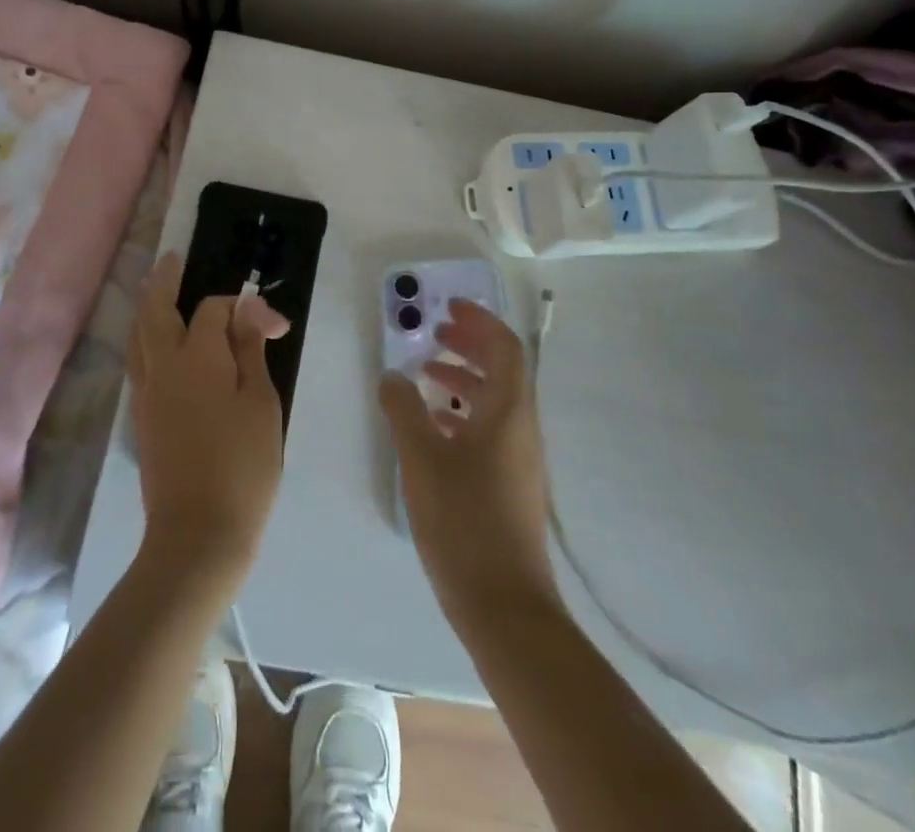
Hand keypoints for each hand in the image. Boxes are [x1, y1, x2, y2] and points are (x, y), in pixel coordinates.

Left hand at [127, 252, 289, 589]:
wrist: (198, 534)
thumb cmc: (243, 465)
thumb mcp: (261, 403)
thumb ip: (250, 351)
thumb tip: (248, 312)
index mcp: (197, 357)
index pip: (213, 310)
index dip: (245, 309)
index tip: (276, 328)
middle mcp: (163, 367)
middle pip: (155, 311)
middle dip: (163, 281)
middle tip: (172, 260)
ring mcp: (147, 394)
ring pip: (139, 335)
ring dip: (147, 306)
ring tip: (155, 289)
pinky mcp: (141, 418)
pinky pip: (137, 361)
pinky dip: (144, 339)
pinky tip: (154, 342)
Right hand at [379, 299, 560, 628]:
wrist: (504, 606)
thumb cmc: (464, 521)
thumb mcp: (422, 458)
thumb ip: (404, 409)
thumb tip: (392, 374)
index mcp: (509, 411)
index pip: (504, 347)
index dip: (479, 321)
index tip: (449, 307)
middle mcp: (522, 427)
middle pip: (502, 369)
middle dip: (469, 344)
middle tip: (435, 333)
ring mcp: (520, 458)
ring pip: (495, 400)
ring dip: (464, 379)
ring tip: (426, 375)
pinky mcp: (511, 484)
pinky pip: (490, 429)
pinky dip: (464, 413)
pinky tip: (434, 427)